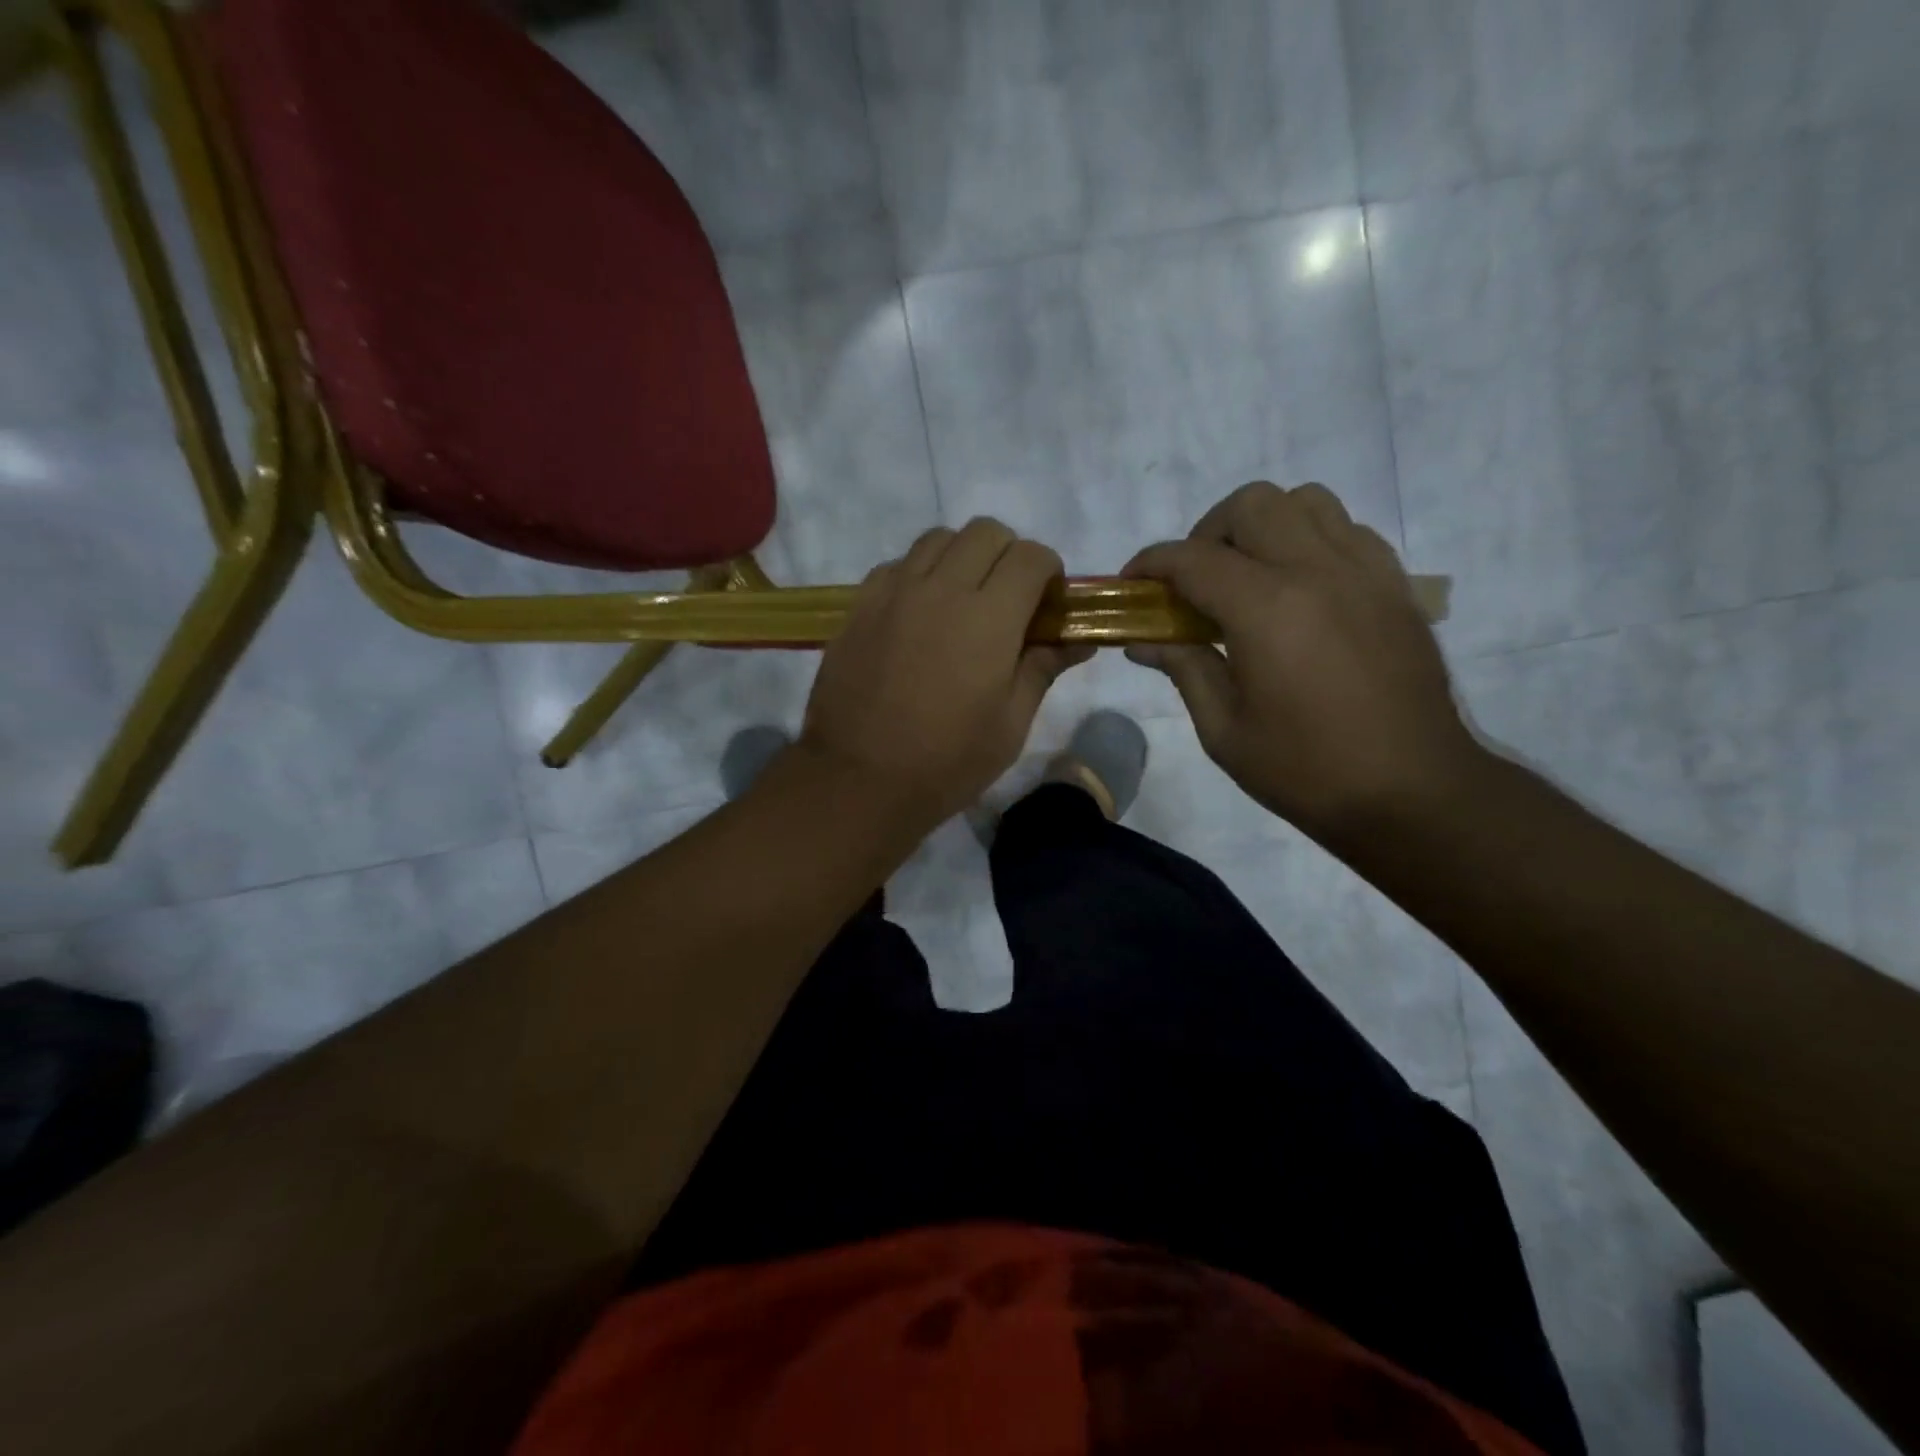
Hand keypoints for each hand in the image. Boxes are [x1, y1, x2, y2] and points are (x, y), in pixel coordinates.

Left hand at [800, 519, 1092, 831]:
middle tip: (1007, 602)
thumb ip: (1043, 668)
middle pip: (985, 532)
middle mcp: (941, 588)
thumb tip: (1077, 640)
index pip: (1031, 556)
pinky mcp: (859, 606)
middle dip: (1008, 556)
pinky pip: (897, 566)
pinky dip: (918, 575)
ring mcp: (894, 592)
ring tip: (961, 603)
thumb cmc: (947, 762)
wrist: (858, 779)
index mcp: (989, 616)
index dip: (1049, 573)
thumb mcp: (1010, 724)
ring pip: (937, 539)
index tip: (1046, 607)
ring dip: (961, 558)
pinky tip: (917, 616)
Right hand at [1124, 482, 1479, 840]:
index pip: (1193, 558)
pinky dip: (1311, 540)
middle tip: (1195, 582)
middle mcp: (1317, 570)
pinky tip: (1300, 590)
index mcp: (1266, 608)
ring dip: (1263, 526)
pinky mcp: (1395, 585)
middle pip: (1251, 505)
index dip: (1151, 563)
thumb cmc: (1306, 769)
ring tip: (1249, 576)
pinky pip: (1347, 530)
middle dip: (1207, 533)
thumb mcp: (1224, 730)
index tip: (1132, 583)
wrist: (1413, 792)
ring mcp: (1364, 572)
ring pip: (1306, 502)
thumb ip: (1183, 669)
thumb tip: (1143, 642)